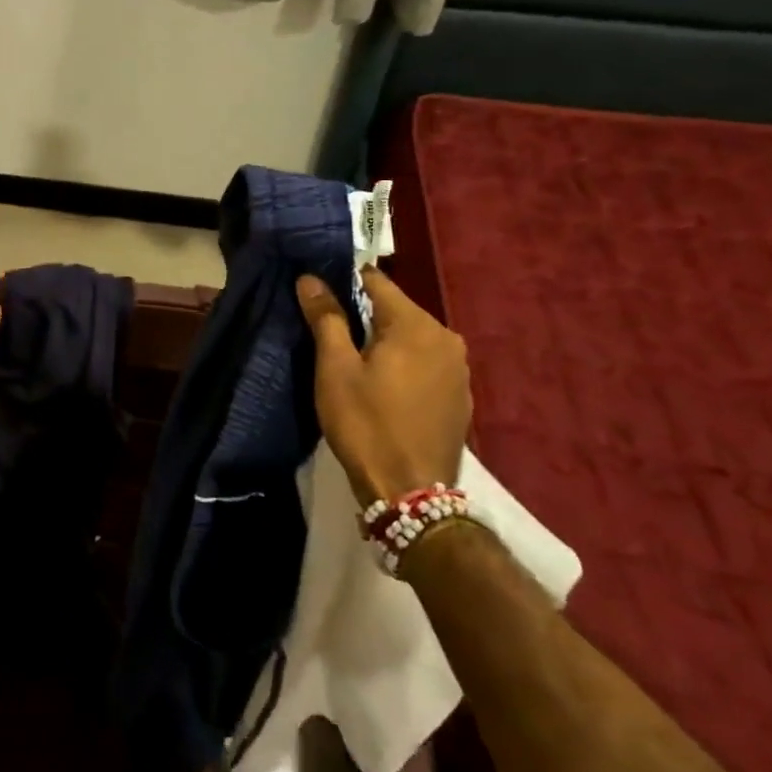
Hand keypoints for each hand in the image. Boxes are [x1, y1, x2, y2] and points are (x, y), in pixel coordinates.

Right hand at [297, 269, 470, 505]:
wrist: (411, 493)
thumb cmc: (366, 424)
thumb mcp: (335, 369)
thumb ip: (326, 318)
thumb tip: (310, 279)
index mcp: (416, 325)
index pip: (376, 282)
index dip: (344, 280)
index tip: (318, 289)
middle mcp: (446, 338)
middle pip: (396, 309)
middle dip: (364, 313)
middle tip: (329, 328)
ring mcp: (458, 369)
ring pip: (412, 337)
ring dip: (384, 340)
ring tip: (353, 357)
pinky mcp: (460, 396)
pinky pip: (425, 363)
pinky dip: (403, 363)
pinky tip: (383, 384)